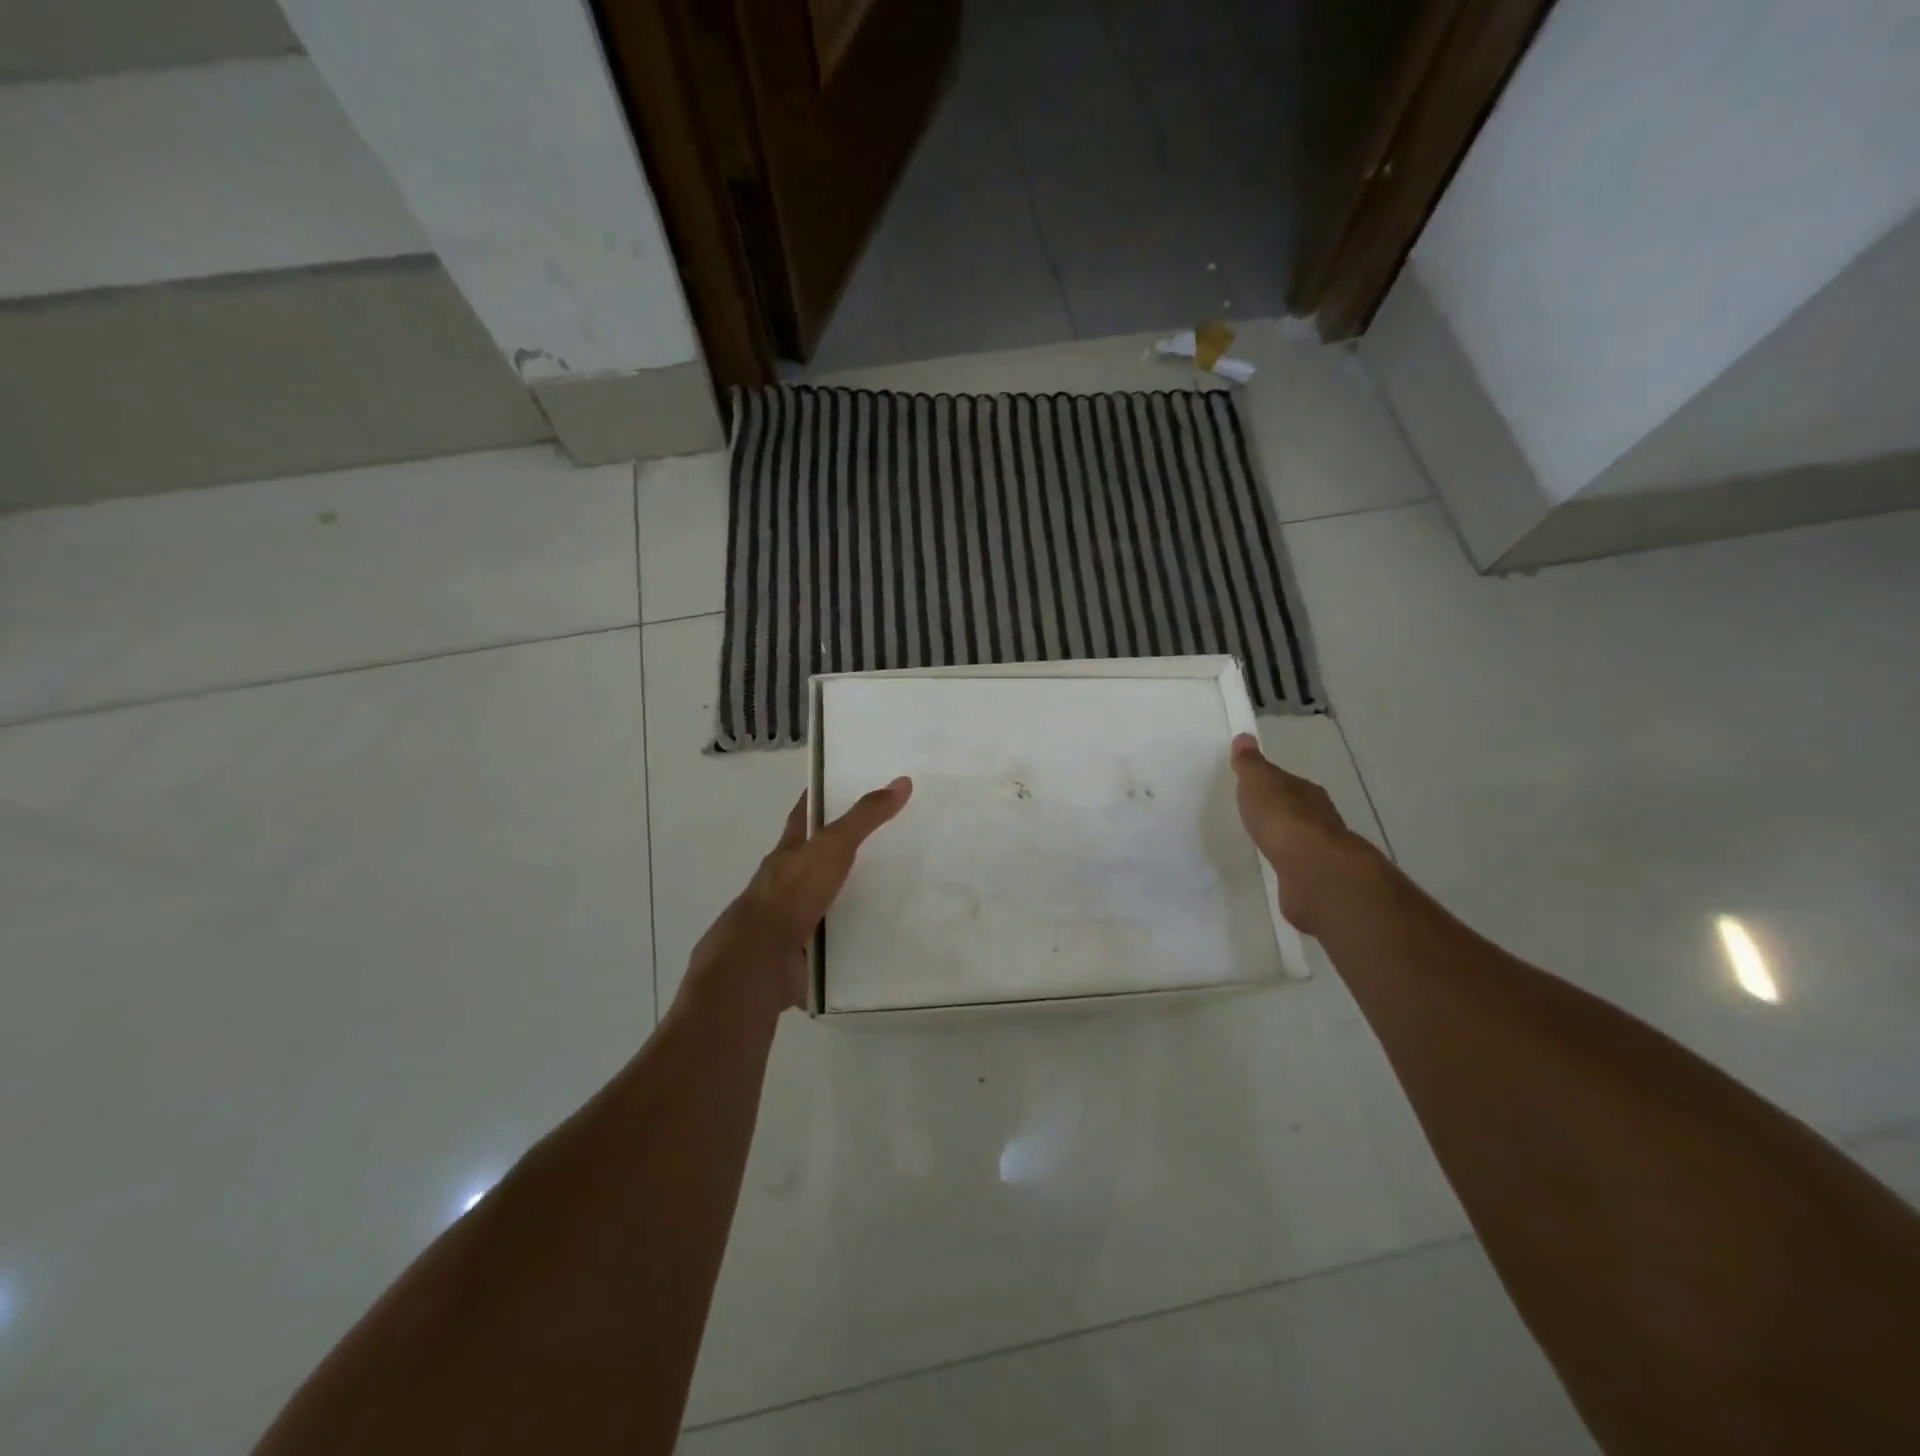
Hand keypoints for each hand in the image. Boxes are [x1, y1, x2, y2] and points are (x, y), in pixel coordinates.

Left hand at [689, 778, 913, 1011]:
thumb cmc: (793, 892)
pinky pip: (832, 936)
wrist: (761, 959)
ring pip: (824, 898)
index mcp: (788, 850)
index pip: (805, 814)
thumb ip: (865, 817)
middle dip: (842, 849)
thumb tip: (902, 781)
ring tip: (890, 891)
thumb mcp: (833, 846)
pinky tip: (877, 935)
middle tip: (885, 841)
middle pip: (815, 857)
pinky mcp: (802, 950)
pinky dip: (851, 934)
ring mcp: (792, 917)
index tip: (846, 785)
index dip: (821, 797)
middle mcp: (786, 881)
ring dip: (848, 895)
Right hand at [1230, 732, 1375, 934]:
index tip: (1255, 788)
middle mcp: (1320, 819)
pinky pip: (1296, 868)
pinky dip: (1287, 867)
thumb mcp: (1259, 782)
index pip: (1289, 783)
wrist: (1312, 871)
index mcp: (1307, 793)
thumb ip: (1250, 764)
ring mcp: (1320, 852)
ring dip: (1285, 842)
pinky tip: (1274, 870)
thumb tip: (1245, 737)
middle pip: (1298, 811)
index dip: (1273, 784)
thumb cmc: (1283, 819)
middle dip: (1281, 812)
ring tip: (1263, 844)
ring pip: (1299, 841)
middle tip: (1257, 816)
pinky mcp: (1315, 881)